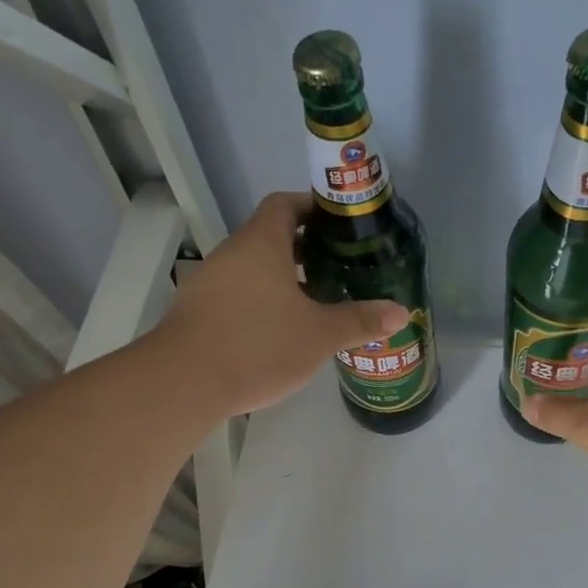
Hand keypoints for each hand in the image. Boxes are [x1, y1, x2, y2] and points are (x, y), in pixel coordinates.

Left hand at [157, 192, 409, 416]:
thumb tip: (402, 313)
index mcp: (261, 243)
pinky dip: (261, 302)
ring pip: (252, 269)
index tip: (338, 225)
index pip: (285, 204)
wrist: (185, 382)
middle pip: (269, 237)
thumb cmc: (259, 345)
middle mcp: (232, 254)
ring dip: (281, 279)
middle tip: (337, 267)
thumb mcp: (319, 335)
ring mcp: (209, 283)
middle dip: (303, 249)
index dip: (312, 208)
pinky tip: (279, 332)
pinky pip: (237, 295)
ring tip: (314, 302)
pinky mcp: (197, 312)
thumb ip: (360, 320)